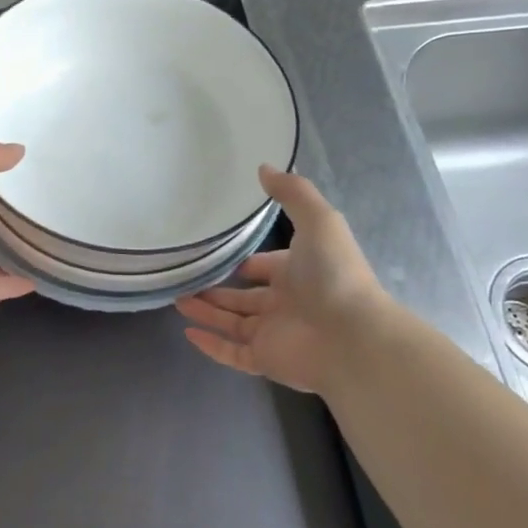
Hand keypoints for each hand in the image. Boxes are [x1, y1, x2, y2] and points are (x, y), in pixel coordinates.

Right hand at [176, 167, 388, 393]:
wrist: (351, 336)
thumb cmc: (334, 274)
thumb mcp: (318, 220)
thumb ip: (293, 193)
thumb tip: (264, 166)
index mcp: (300, 273)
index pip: (268, 267)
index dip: (249, 262)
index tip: (222, 254)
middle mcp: (287, 304)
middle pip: (246, 297)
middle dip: (218, 289)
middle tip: (187, 279)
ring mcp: (275, 334)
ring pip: (233, 323)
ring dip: (206, 312)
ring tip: (177, 299)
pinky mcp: (265, 360)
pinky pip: (232, 353)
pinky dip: (210, 346)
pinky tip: (188, 332)